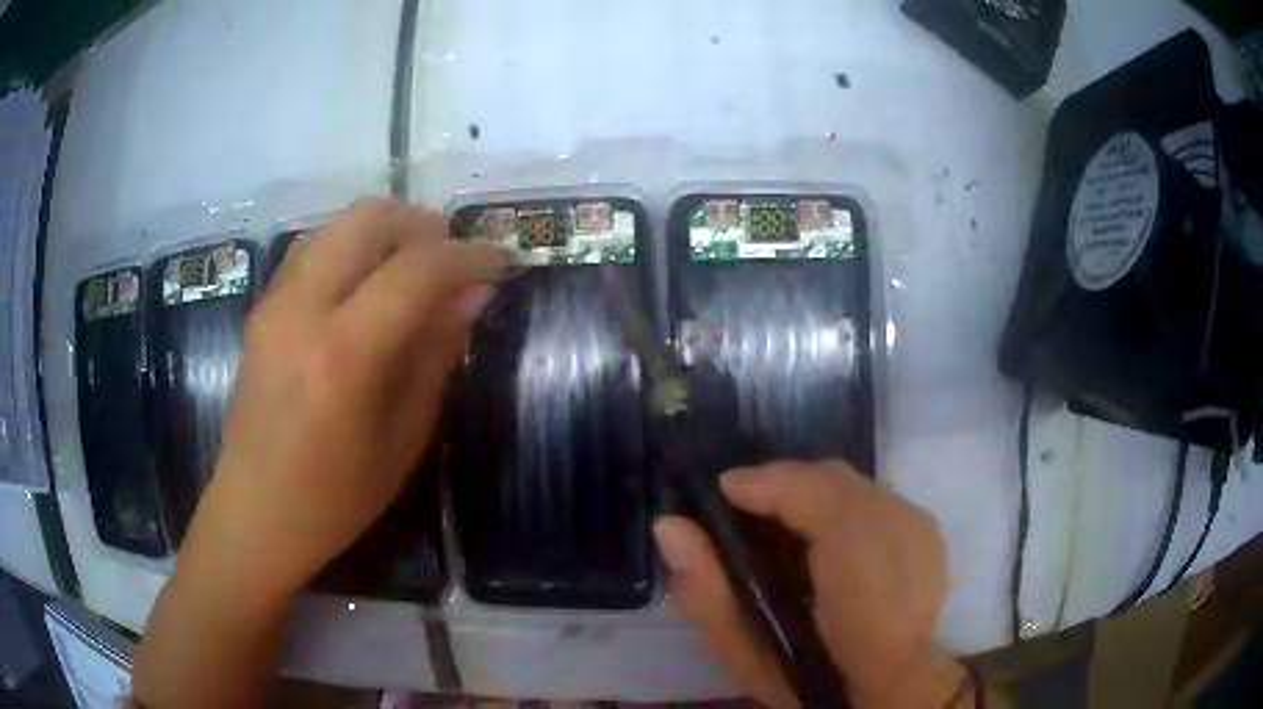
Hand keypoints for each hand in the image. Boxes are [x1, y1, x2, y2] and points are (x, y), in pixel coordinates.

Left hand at [178, 201, 506, 599]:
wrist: (255, 512)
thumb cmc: (336, 496)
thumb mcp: (403, 438)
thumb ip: (436, 355)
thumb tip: (474, 294)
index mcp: (343, 353)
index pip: (417, 269)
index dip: (468, 256)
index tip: (500, 261)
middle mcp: (303, 309)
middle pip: (368, 219)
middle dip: (422, 225)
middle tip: (453, 256)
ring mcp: (275, 302)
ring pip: (338, 226)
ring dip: (385, 232)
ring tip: (414, 267)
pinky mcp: (262, 308)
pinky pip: (314, 250)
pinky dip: (351, 249)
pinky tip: (367, 286)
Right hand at [654, 463, 959, 708]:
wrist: (888, 692)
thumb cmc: (810, 682)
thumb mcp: (744, 653)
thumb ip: (706, 591)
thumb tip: (669, 527)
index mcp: (859, 566)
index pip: (812, 491)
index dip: (764, 482)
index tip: (721, 492)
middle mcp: (900, 532)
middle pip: (832, 479)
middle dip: (783, 486)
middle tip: (743, 509)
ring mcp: (919, 529)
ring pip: (853, 486)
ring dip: (810, 496)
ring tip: (776, 524)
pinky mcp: (927, 535)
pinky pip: (874, 500)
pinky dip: (839, 508)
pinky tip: (820, 539)